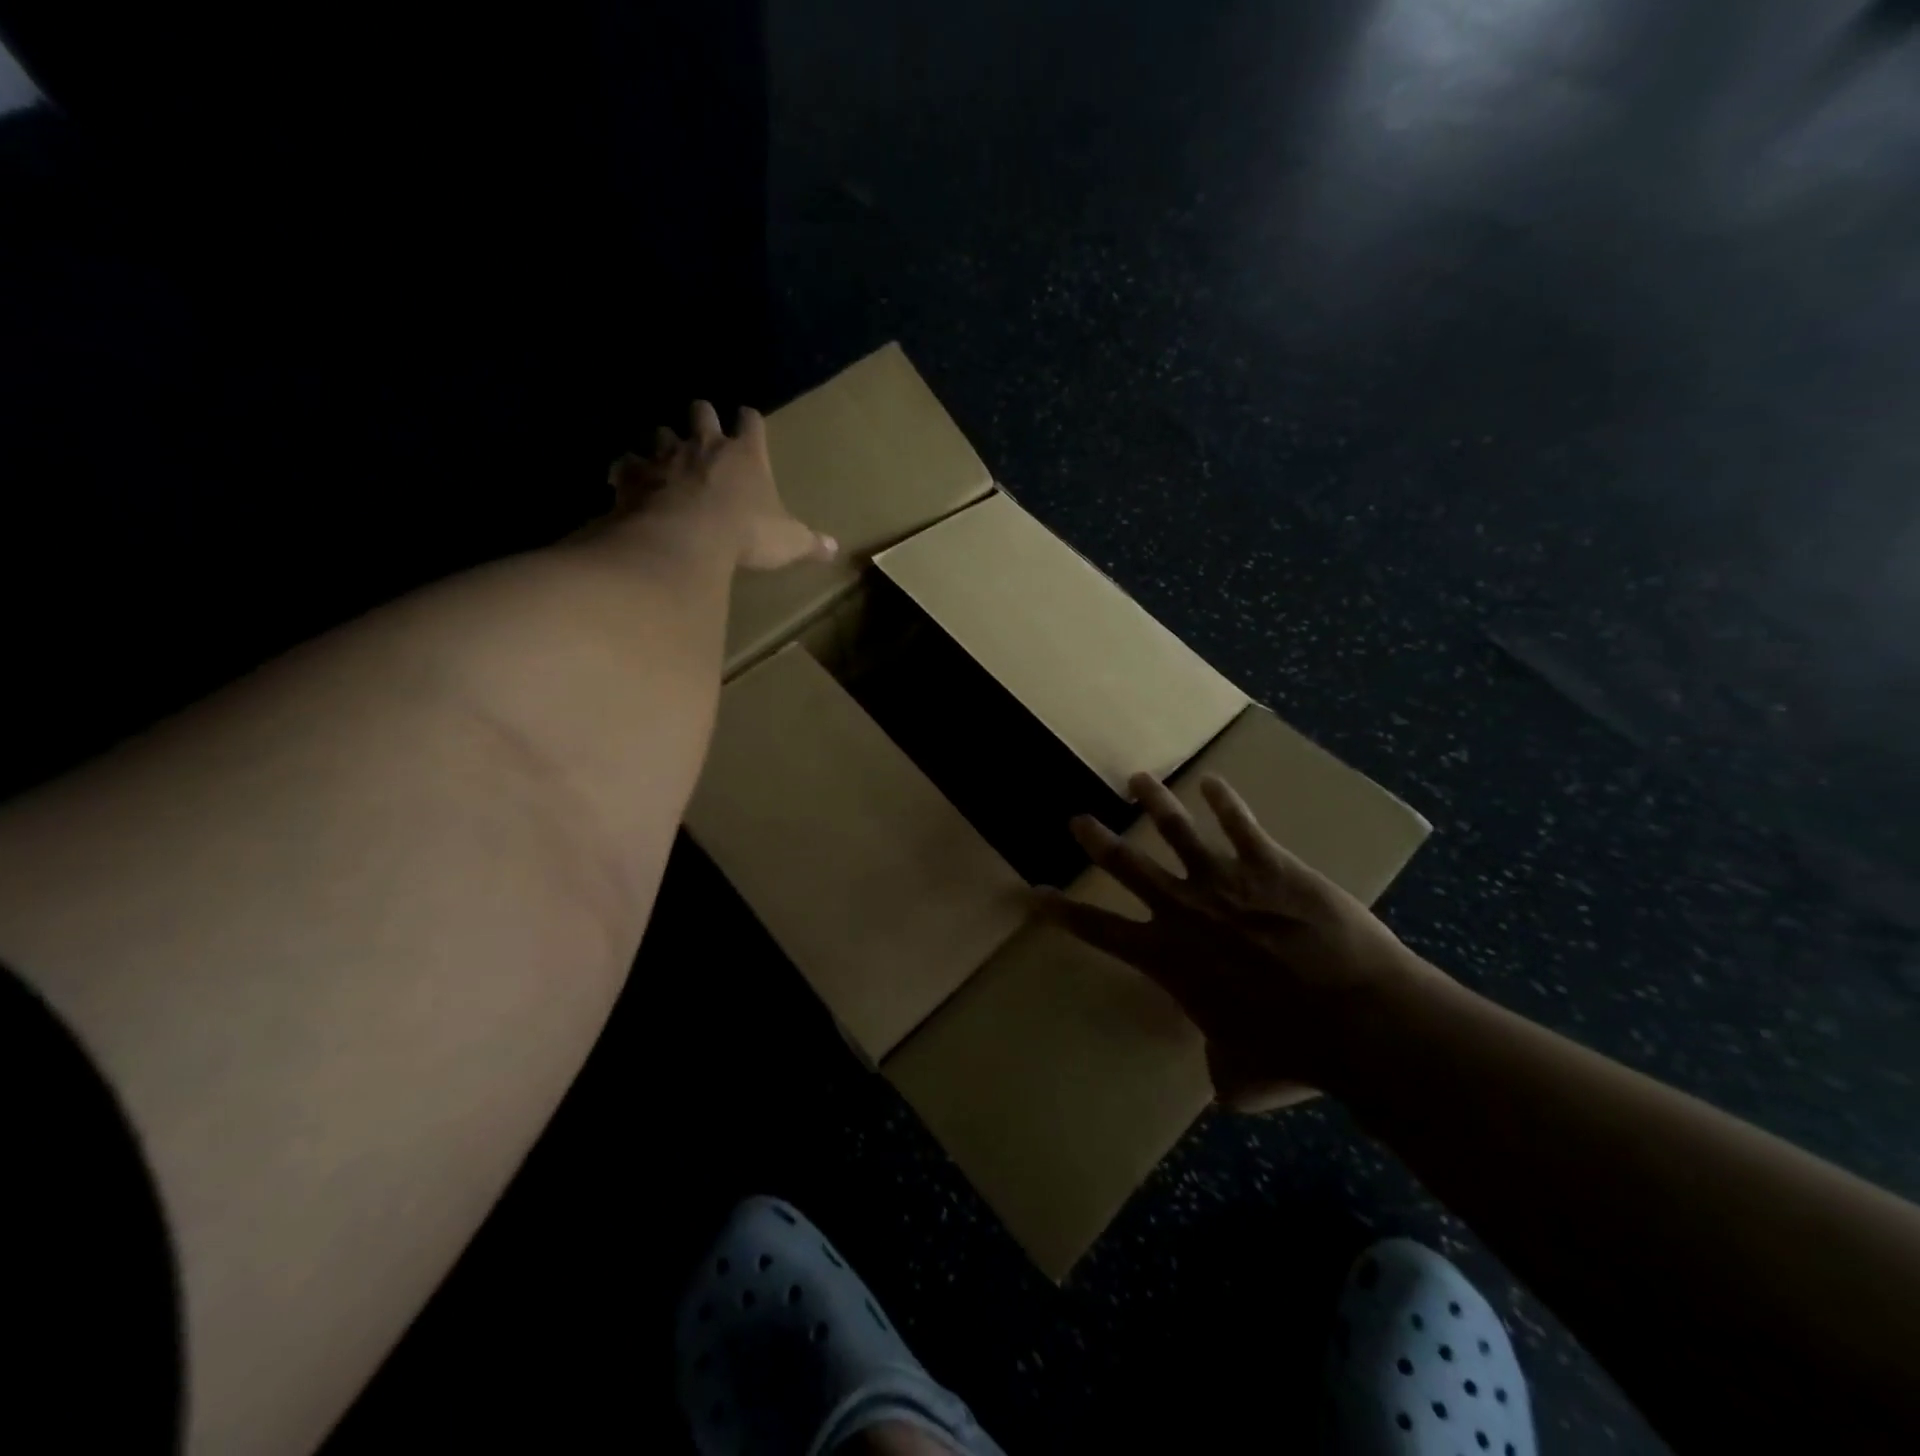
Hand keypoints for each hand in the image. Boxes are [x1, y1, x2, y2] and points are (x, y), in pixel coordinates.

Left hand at [606, 401, 836, 570]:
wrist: (687, 537)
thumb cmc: (746, 533)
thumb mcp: (788, 541)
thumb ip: (809, 542)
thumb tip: (834, 548)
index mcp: (746, 454)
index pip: (751, 421)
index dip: (750, 421)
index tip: (748, 421)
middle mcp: (705, 445)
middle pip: (701, 411)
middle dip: (702, 416)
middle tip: (703, 430)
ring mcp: (666, 457)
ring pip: (660, 433)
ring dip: (663, 443)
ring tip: (664, 459)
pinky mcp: (635, 475)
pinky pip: (625, 464)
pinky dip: (626, 471)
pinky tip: (625, 482)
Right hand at [1046, 772, 1445, 1107]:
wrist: (1355, 1017)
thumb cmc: (1292, 1052)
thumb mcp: (1240, 1076)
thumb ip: (1219, 1068)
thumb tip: (1221, 1082)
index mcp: (1168, 958)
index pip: (1099, 930)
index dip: (1062, 912)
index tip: (1035, 893)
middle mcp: (1184, 910)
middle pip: (1128, 866)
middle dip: (1098, 840)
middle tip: (1078, 820)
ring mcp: (1225, 880)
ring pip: (1177, 830)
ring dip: (1154, 802)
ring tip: (1138, 780)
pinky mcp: (1269, 864)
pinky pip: (1240, 824)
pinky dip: (1225, 801)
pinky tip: (1214, 783)